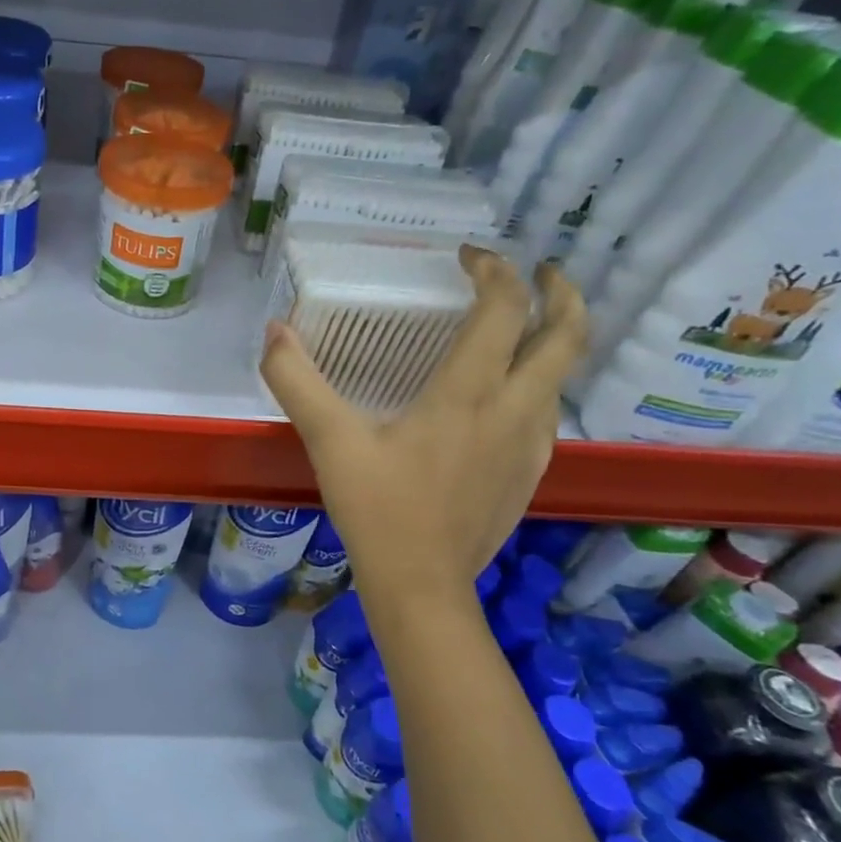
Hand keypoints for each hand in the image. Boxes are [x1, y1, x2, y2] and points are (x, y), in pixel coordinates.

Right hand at [260, 246, 585, 596]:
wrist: (421, 585)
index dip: (494, 271)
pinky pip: (548, 410)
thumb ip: (297, 381)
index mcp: (468, 394)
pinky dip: (539, 380)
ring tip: (523, 324)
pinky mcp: (529, 472)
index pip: (503, 310)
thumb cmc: (378, 509)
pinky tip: (505, 393)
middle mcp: (513, 410)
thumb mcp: (329, 441)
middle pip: (566, 336)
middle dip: (560, 293)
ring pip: (563, 375)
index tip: (468, 256)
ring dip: (554, 337)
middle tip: (538, 270)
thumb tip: (274, 331)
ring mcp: (530, 444)